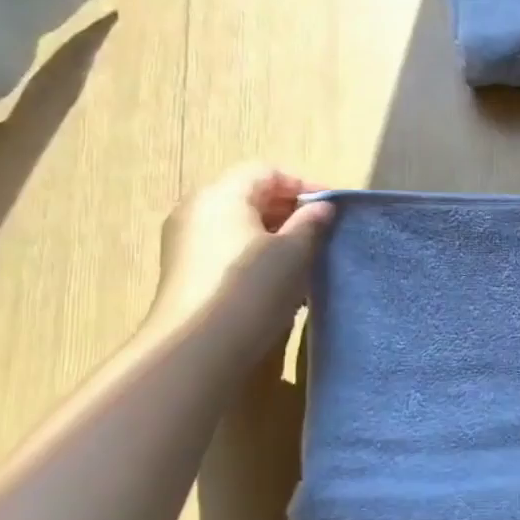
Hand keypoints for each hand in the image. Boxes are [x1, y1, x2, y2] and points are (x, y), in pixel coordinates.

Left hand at [146, 164, 335, 352]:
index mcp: (222, 195)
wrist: (197, 348)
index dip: (304, 184)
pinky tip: (278, 282)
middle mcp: (197, 210)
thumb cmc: (250, 287)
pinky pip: (228, 249)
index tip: (333, 209)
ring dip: (275, 236)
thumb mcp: (293, 252)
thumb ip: (311, 223)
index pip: (267, 171)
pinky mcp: (186, 272)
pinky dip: (256, 255)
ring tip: (305, 260)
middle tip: (323, 234)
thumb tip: (322, 207)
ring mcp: (186, 243)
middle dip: (289, 211)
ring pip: (240, 226)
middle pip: (250, 196)